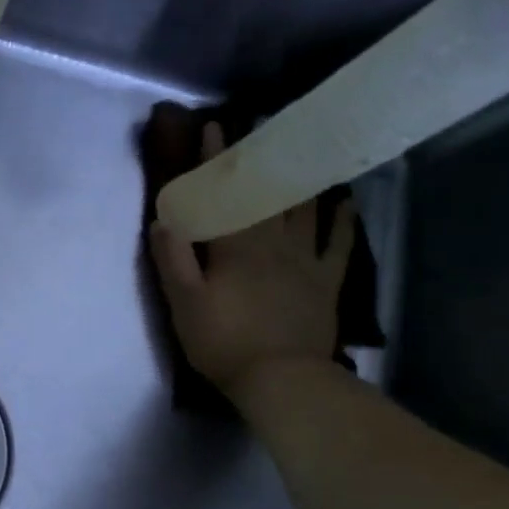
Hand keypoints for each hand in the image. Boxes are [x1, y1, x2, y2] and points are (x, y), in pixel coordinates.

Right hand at [148, 122, 355, 398]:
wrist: (281, 380)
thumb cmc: (223, 342)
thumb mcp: (184, 304)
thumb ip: (173, 259)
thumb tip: (163, 218)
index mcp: (234, 247)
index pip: (223, 195)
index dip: (216, 162)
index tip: (214, 127)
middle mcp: (272, 243)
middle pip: (265, 193)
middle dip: (259, 159)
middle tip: (262, 129)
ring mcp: (304, 261)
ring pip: (304, 209)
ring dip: (301, 177)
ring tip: (303, 149)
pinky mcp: (325, 282)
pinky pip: (338, 244)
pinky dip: (342, 220)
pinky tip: (345, 201)